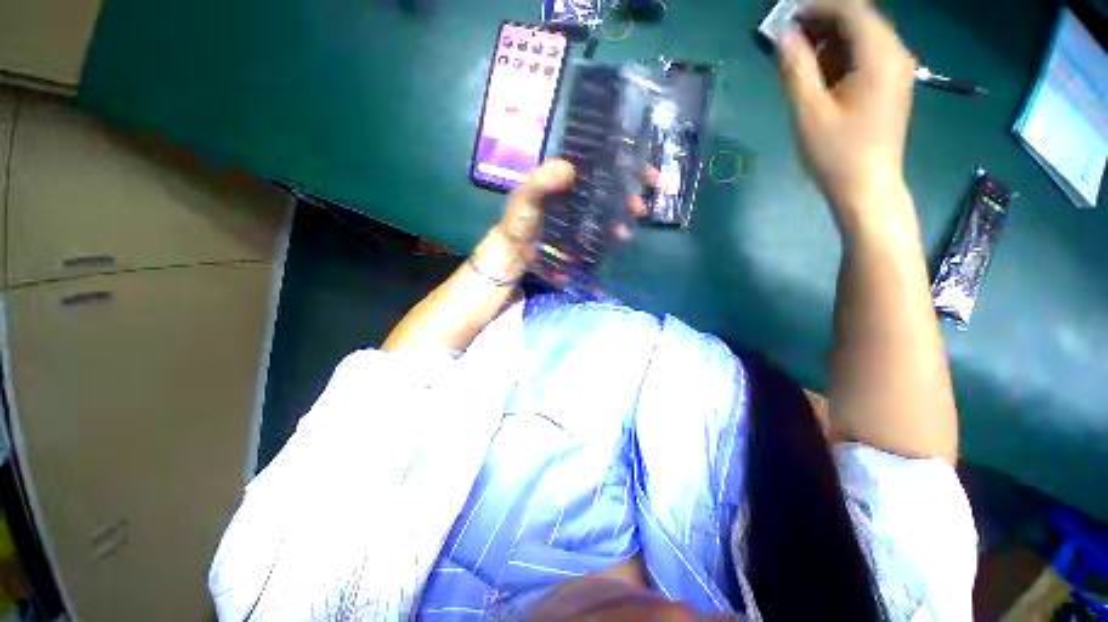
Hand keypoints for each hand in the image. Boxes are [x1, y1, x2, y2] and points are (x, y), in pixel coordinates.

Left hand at [479, 159, 650, 282]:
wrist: (515, 250)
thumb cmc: (519, 220)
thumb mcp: (526, 198)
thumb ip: (542, 182)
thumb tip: (570, 168)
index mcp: (566, 175)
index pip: (600, 161)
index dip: (625, 163)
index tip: (646, 172)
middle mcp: (577, 190)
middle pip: (610, 184)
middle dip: (630, 192)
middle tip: (641, 206)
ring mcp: (581, 211)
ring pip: (609, 206)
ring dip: (623, 214)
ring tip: (630, 226)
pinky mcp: (581, 230)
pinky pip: (601, 226)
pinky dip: (613, 231)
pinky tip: (619, 237)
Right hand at [778, 0, 916, 233]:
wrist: (867, 187)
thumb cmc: (836, 154)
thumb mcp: (808, 111)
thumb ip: (795, 68)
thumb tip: (782, 34)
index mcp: (879, 55)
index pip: (850, 9)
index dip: (816, 6)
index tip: (784, 16)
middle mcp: (894, 53)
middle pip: (858, 18)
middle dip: (821, 22)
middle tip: (785, 39)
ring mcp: (895, 69)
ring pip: (861, 36)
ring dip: (828, 39)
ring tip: (796, 58)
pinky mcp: (889, 84)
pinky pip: (865, 55)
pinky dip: (839, 56)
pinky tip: (818, 73)